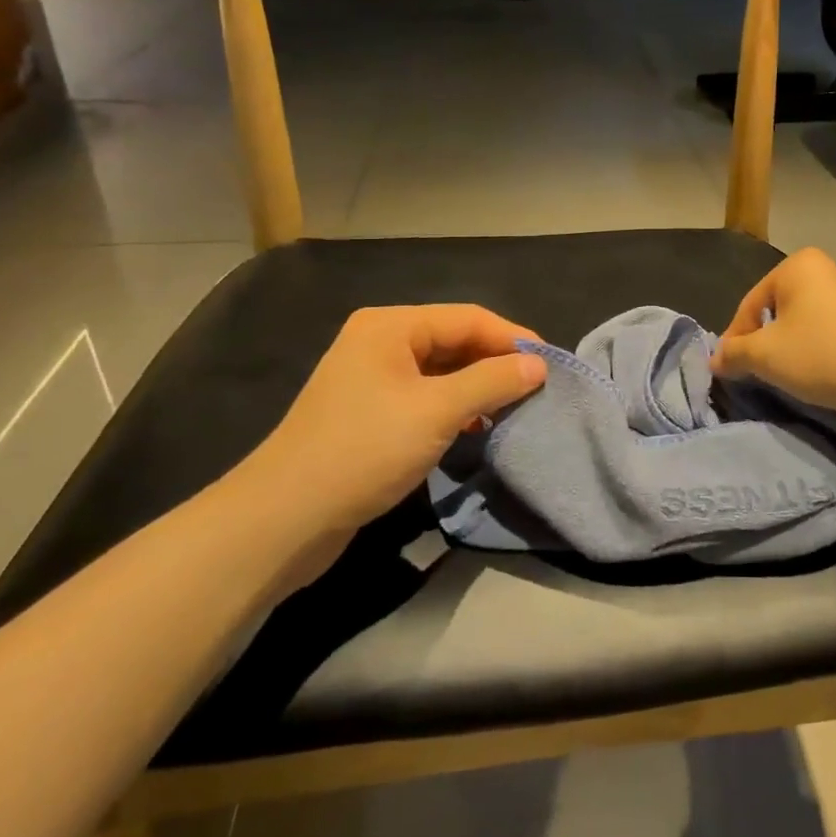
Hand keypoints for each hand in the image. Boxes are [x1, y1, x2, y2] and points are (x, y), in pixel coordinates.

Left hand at [231, 305, 546, 553]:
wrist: (284, 518)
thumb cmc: (364, 450)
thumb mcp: (438, 411)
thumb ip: (492, 381)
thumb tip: (538, 364)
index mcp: (391, 326)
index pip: (468, 318)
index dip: (512, 338)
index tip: (551, 365)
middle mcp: (379, 342)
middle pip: (454, 341)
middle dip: (496, 363)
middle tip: (536, 389)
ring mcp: (371, 378)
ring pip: (441, 372)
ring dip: (478, 388)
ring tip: (513, 409)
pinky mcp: (369, 413)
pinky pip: (425, 397)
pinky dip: (455, 408)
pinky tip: (475, 428)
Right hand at [710, 248, 835, 421]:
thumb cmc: (820, 355)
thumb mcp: (765, 356)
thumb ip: (734, 353)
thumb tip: (715, 359)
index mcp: (797, 264)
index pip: (751, 302)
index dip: (735, 337)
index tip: (730, 367)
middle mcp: (826, 267)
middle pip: (778, 307)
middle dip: (764, 338)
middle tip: (757, 369)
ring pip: (804, 318)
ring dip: (790, 343)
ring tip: (787, 372)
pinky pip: (829, 327)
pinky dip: (817, 345)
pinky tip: (819, 369)